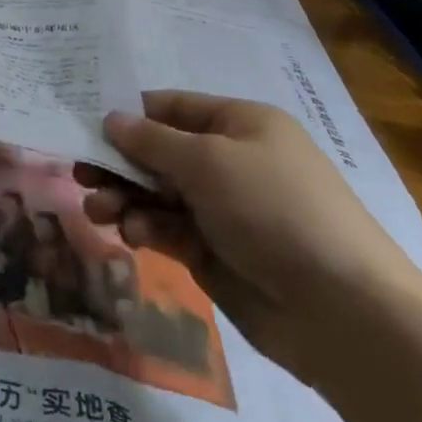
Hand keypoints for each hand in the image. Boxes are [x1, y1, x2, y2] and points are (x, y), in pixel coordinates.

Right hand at [76, 91, 421, 383]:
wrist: (342, 312)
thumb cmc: (274, 209)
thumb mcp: (207, 161)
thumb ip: (151, 141)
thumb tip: (110, 118)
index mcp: (240, 124)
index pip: (171, 108)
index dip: (128, 115)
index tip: (82, 125)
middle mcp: (231, 162)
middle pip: (158, 153)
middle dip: (118, 163)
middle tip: (78, 174)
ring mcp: (224, 210)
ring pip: (157, 194)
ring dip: (124, 199)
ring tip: (97, 210)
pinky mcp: (216, 252)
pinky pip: (169, 230)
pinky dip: (148, 230)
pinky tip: (135, 237)